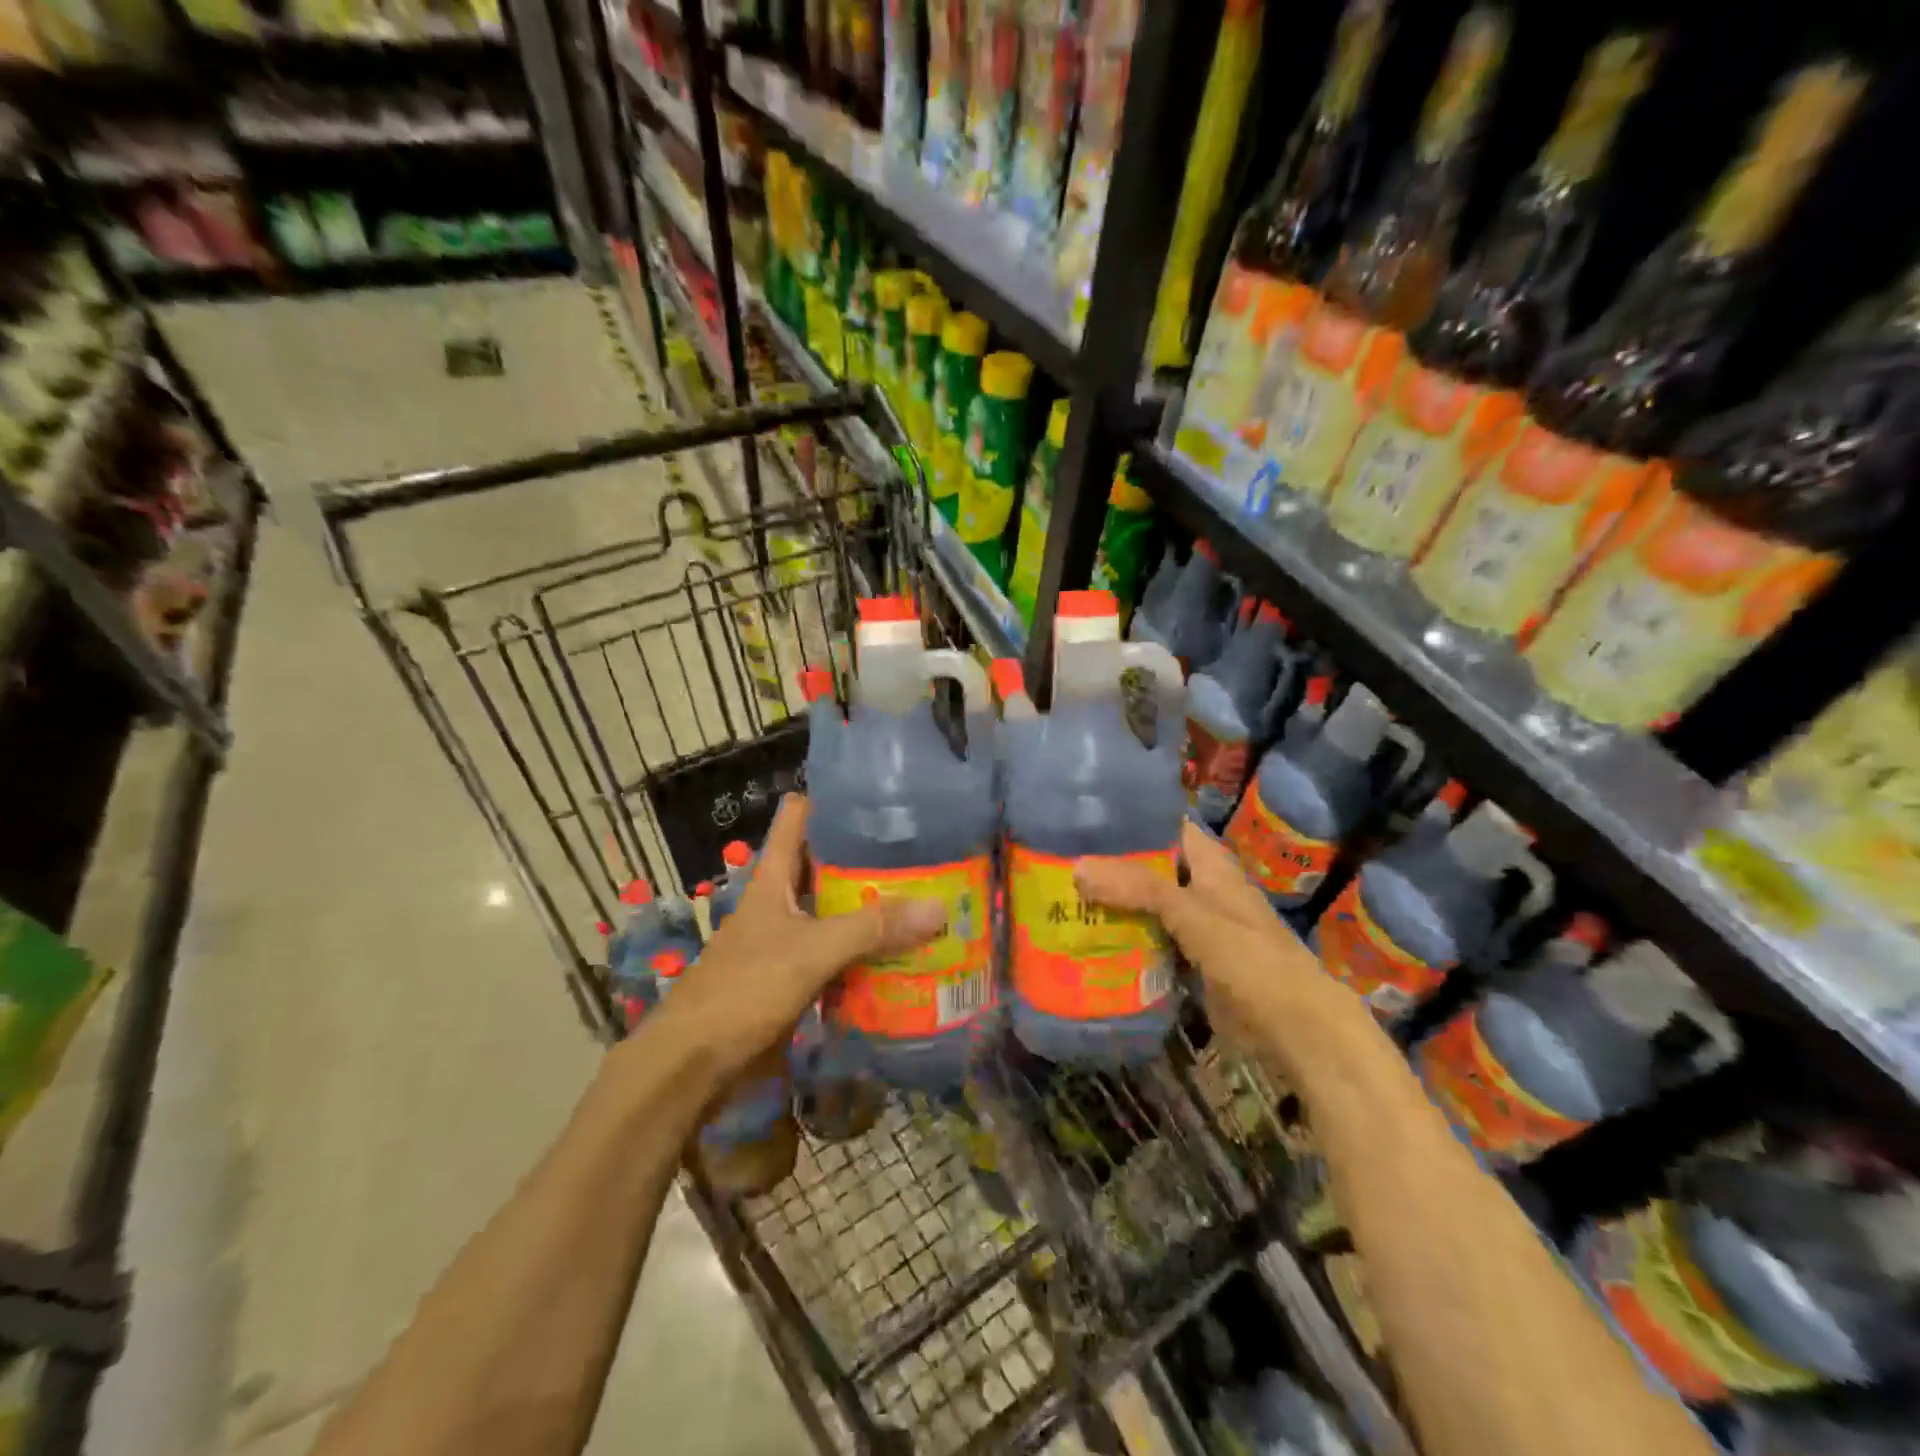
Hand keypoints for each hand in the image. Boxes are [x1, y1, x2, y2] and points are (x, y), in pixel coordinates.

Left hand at [659, 795, 945, 1080]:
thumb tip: (939, 908)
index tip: (883, 796)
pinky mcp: (796, 979)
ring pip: (837, 913)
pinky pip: (840, 956)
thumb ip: (870, 929)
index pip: (800, 818)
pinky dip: (868, 954)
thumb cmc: (743, 990)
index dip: (835, 800)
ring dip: (874, 910)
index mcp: (774, 879)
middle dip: (871, 860)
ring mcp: (789, 941)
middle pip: (828, 866)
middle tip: (927, 853)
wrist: (692, 1067)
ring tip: (929, 899)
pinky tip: (905, 956)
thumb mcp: (810, 951)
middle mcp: (782, 902)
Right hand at [1075, 821, 1328, 1062]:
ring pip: (1145, 905)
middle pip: (1149, 866)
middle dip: (1110, 866)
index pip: (1165, 826)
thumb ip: (1137, 888)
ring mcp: (1194, 925)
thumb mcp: (1191, 913)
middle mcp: (1199, 887)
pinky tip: (1086, 938)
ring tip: (1060, 895)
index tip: (1083, 818)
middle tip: (1059, 861)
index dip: (1129, 819)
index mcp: (1209, 863)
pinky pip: (1149, 939)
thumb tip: (1078, 867)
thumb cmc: (1248, 957)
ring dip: (1112, 903)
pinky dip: (1124, 937)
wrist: (1291, 1028)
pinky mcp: (1187, 959)